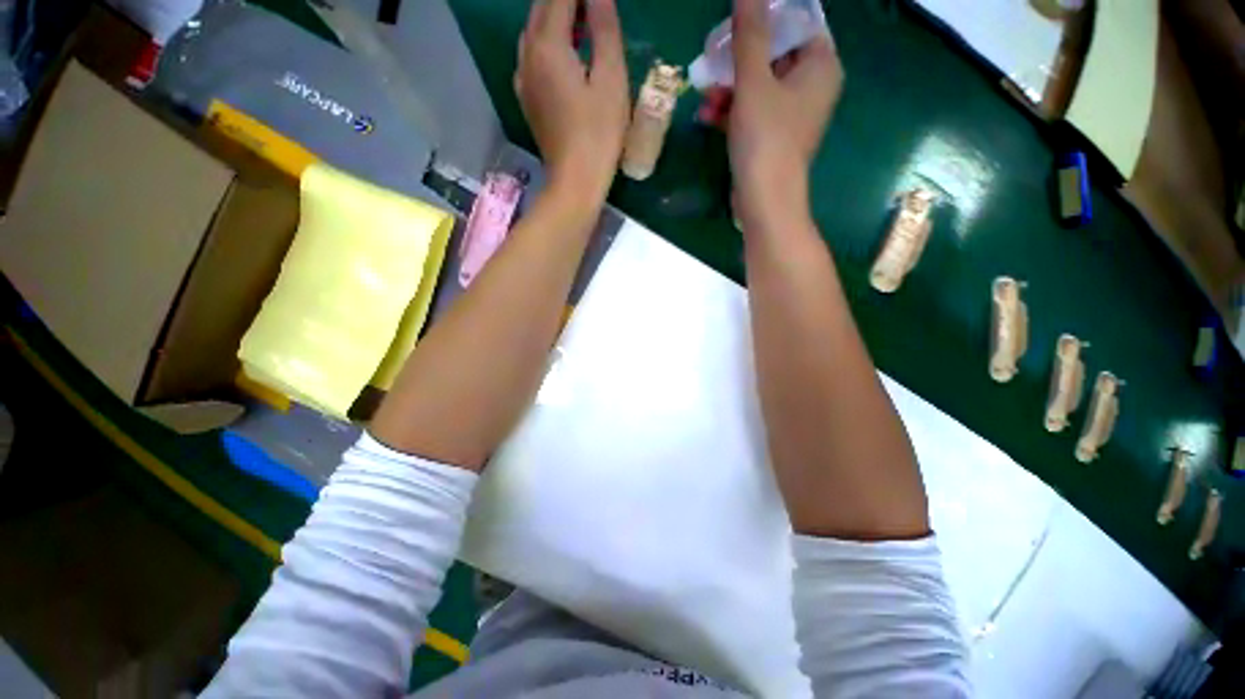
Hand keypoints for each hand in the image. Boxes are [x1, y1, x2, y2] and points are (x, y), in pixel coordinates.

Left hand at [515, 0, 629, 202]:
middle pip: (541, 9)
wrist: (575, 181)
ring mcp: (523, 78)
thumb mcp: (611, 80)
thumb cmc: (599, 134)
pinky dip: (547, 43)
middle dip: (566, 0)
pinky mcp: (527, 99)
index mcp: (548, 45)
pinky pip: (531, 56)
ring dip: (555, 19)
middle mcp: (527, 55)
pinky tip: (565, 55)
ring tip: (582, 24)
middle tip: (593, 8)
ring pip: (533, 32)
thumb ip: (604, 30)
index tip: (599, 2)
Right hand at [728, 0, 843, 226]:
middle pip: (773, 55)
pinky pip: (754, 111)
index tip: (734, 28)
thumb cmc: (765, 138)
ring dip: (729, 87)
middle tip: (712, 62)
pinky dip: (732, 110)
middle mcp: (812, 86)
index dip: (764, 21)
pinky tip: (708, 115)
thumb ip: (750, 33)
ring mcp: (792, 114)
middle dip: (738, 60)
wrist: (764, 200)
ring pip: (759, 85)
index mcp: (821, 65)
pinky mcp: (774, 136)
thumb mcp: (753, 82)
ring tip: (705, 95)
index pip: (795, 24)